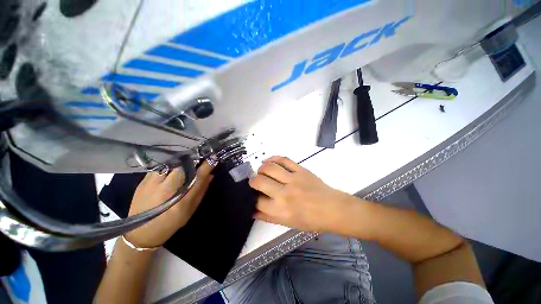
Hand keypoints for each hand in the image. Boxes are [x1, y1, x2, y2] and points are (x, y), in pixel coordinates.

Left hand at [125, 162, 213, 247]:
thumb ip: (201, 191)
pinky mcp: (142, 182)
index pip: (197, 178)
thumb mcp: (189, 210)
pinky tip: (173, 168)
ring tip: (187, 162)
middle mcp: (164, 191)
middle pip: (182, 167)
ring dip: (181, 162)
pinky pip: (160, 167)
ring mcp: (151, 185)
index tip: (213, 158)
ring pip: (170, 164)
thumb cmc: (170, 223)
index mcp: (180, 202)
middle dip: (193, 161)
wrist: (140, 233)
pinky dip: (170, 165)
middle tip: (200, 158)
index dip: (206, 167)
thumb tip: (211, 175)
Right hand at [249, 156, 350, 232]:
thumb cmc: (310, 220)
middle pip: (259, 181)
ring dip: (261, 169)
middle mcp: (284, 193)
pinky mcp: (300, 170)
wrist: (332, 208)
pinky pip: (284, 159)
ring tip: (261, 171)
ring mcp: (293, 179)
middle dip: (252, 181)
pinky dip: (273, 158)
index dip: (251, 197)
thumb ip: (268, 217)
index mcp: (281, 210)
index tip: (251, 195)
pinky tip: (268, 161)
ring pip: (269, 168)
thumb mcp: (287, 223)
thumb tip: (252, 210)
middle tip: (254, 182)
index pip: (257, 201)